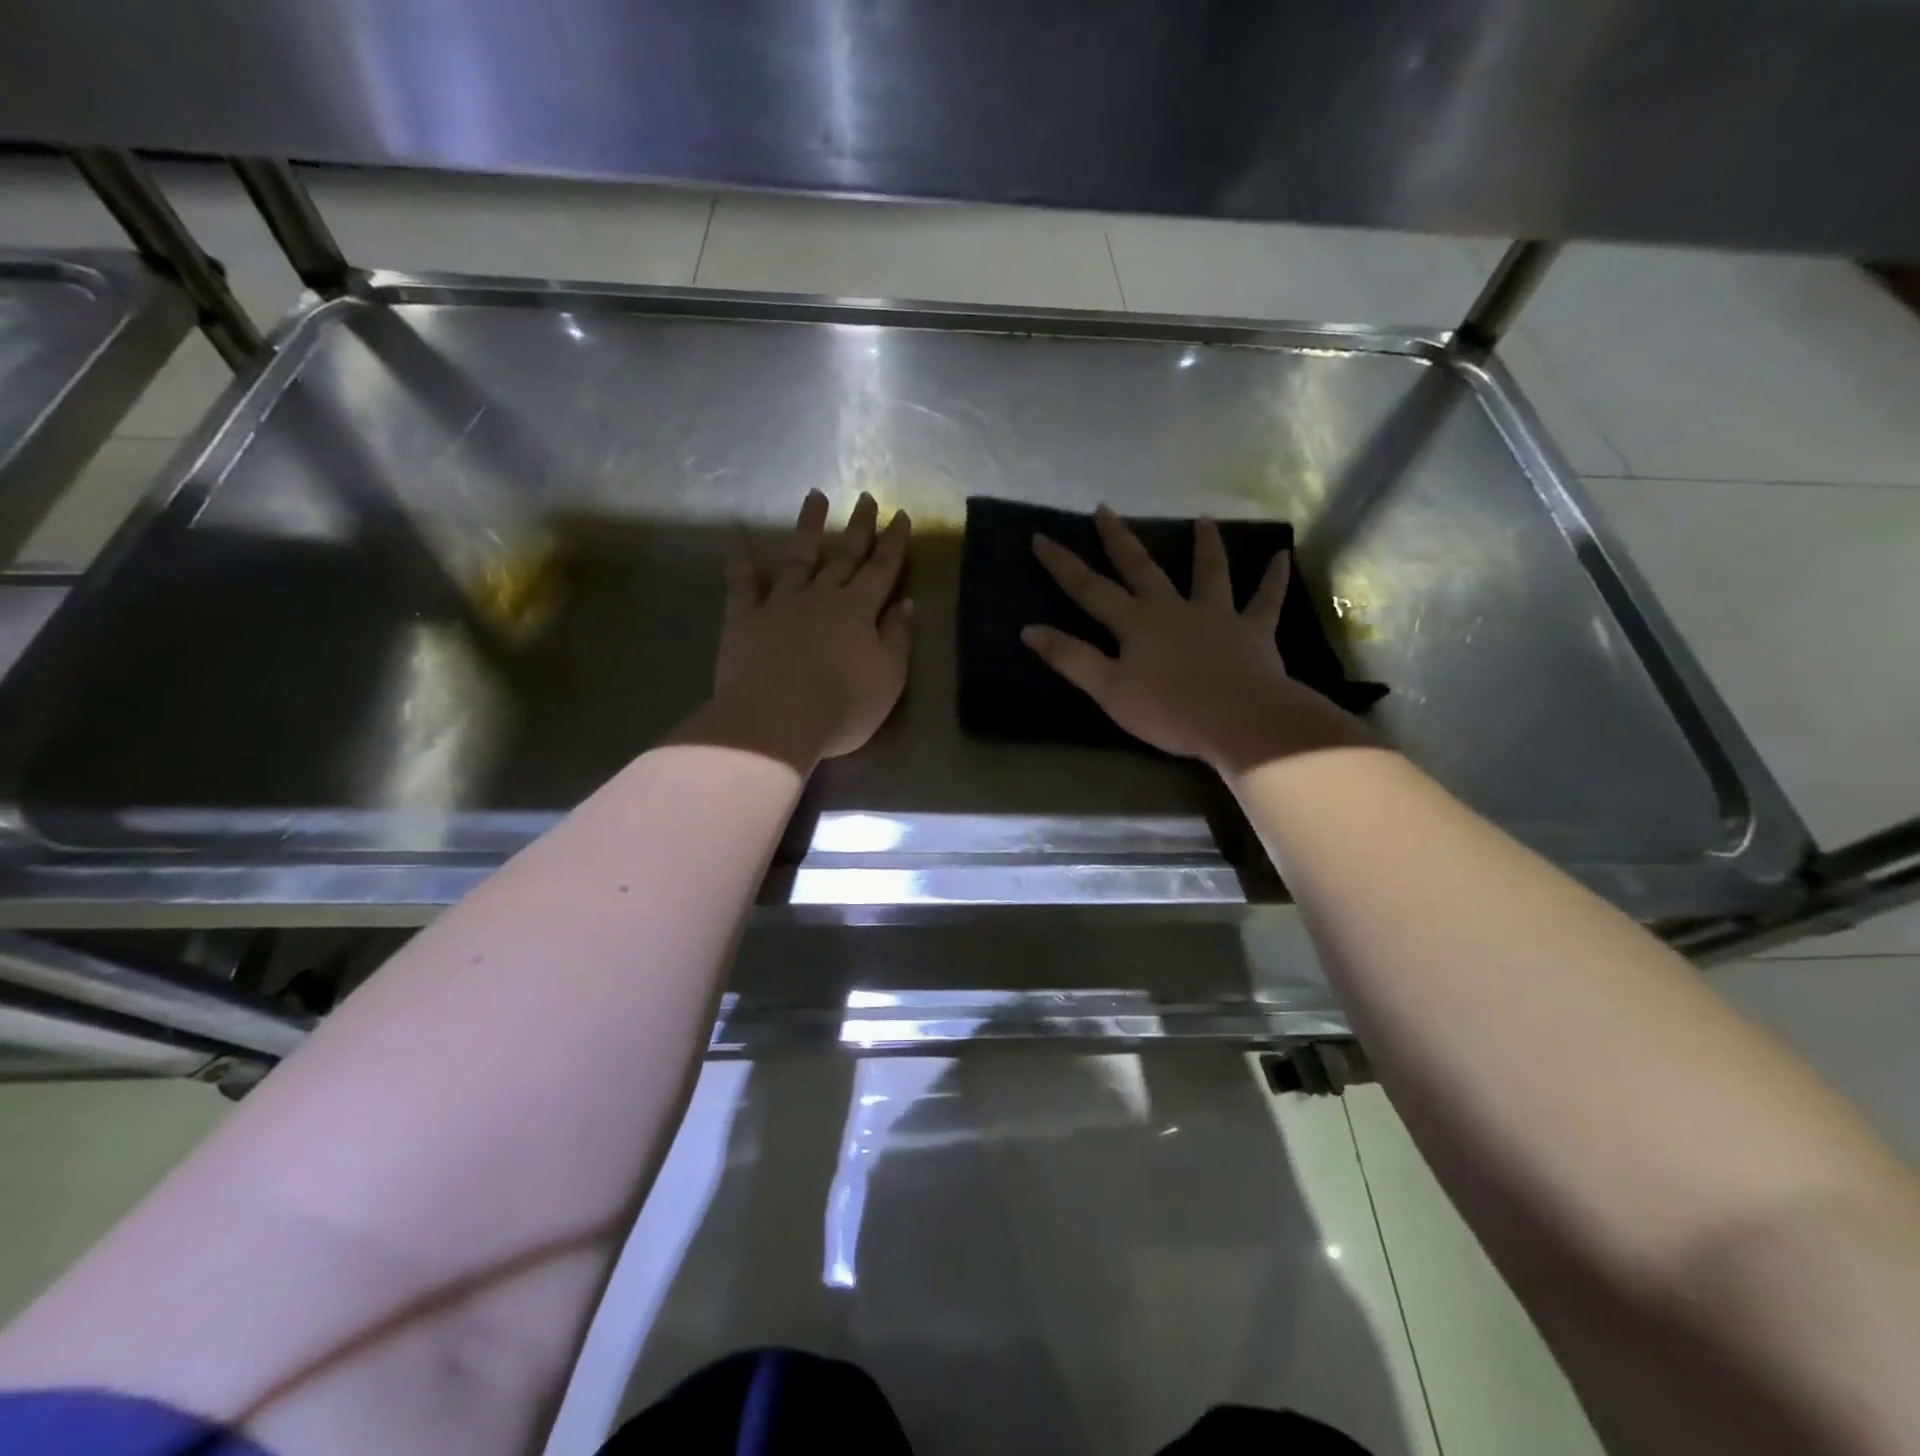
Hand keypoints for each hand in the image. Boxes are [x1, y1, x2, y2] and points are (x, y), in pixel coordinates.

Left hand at [685, 489, 912, 768]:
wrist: (775, 723)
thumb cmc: (842, 707)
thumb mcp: (889, 677)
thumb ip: (898, 638)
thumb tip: (905, 603)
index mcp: (858, 610)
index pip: (882, 569)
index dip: (893, 542)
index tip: (900, 514)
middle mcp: (821, 596)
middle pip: (844, 556)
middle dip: (859, 527)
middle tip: (867, 497)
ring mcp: (780, 604)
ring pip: (798, 557)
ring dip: (809, 527)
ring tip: (816, 496)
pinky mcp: (744, 619)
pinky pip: (741, 584)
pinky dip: (741, 561)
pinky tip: (739, 538)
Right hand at [1023, 506, 1365, 772]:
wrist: (1240, 720)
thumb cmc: (1169, 710)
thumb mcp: (1109, 690)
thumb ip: (1071, 658)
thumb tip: (1029, 630)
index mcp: (1136, 623)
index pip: (1090, 589)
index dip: (1063, 565)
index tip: (1041, 537)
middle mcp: (1173, 608)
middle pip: (1141, 567)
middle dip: (1119, 539)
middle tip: (1105, 509)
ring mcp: (1217, 615)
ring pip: (1209, 572)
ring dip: (1205, 545)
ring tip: (1203, 517)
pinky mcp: (1254, 631)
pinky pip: (1266, 600)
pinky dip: (1274, 579)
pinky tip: (1282, 556)